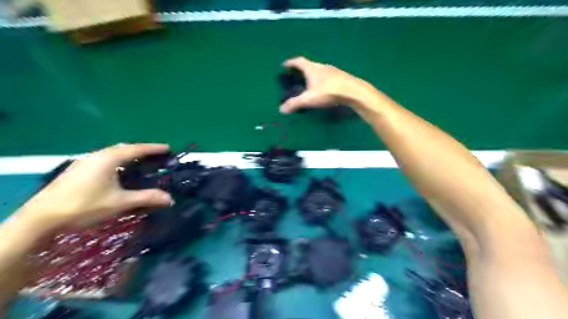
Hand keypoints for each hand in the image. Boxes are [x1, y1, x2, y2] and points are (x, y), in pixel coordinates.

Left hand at [18, 144, 172, 229]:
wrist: (42, 217)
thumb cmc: (85, 205)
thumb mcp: (120, 202)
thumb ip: (146, 198)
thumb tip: (170, 199)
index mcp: (109, 159)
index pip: (137, 149)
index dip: (154, 148)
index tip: (168, 148)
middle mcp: (98, 155)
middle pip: (125, 148)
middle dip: (142, 150)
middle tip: (156, 156)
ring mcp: (85, 161)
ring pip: (113, 153)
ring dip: (129, 155)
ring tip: (141, 162)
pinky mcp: (78, 169)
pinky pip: (105, 159)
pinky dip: (118, 161)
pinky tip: (119, 172)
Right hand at [279, 56, 373, 114]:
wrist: (353, 91)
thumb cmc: (328, 92)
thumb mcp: (308, 99)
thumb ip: (294, 104)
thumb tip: (281, 110)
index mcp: (311, 68)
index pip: (298, 61)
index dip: (290, 63)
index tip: (284, 65)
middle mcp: (321, 66)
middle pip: (308, 64)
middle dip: (300, 69)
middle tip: (295, 76)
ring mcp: (332, 70)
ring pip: (318, 70)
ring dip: (312, 74)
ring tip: (308, 82)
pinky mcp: (340, 77)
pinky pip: (326, 76)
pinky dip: (320, 79)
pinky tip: (322, 88)